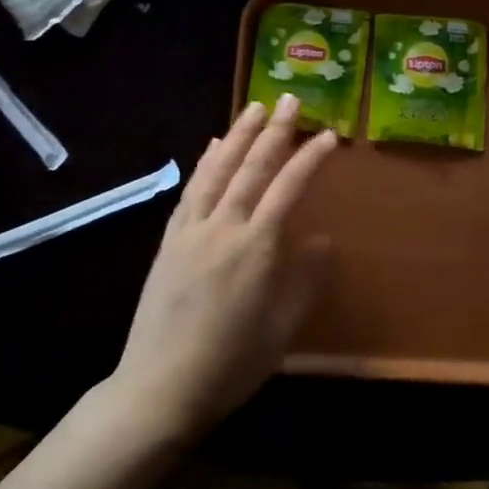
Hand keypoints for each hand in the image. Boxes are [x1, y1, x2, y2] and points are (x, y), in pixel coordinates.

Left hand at [112, 95, 338, 440]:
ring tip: (253, 108)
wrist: (160, 388)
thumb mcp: (282, 330)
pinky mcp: (169, 240)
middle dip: (274, 131)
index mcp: (256, 248)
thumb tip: (323, 241)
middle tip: (289, 100)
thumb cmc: (232, 364)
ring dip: (236, 135)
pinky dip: (204, 164)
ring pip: (217, 170)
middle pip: (252, 167)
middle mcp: (223, 227)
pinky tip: (211, 148)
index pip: (289, 188)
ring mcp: (191, 230)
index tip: (328, 135)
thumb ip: (305, 280)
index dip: (310, 159)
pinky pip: (190, 190)